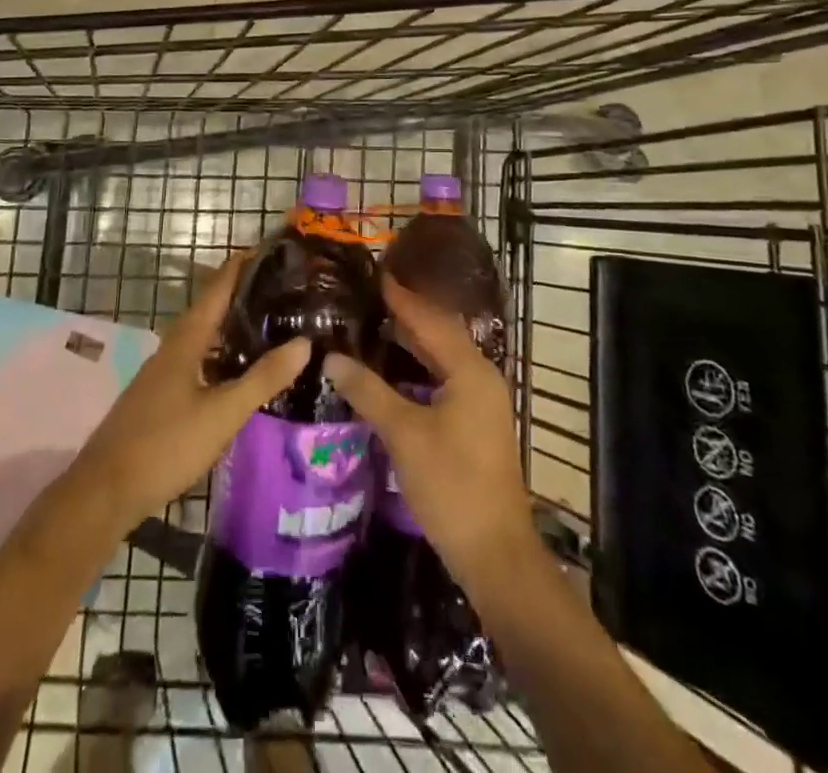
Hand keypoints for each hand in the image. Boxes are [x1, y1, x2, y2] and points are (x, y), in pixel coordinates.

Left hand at [73, 253, 309, 533]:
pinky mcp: (162, 395)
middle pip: (212, 308)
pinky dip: (223, 353)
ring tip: (271, 323)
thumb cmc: (165, 444)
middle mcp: (174, 346)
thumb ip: (263, 379)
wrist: (105, 490)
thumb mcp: (222, 414)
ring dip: (234, 325)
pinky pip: (200, 359)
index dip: (243, 265)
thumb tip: (305, 342)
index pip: (218, 287)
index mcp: (187, 339)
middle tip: (284, 288)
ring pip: (205, 336)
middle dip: (244, 293)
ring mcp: (165, 371)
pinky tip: (241, 370)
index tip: (274, 249)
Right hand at [325, 275, 534, 587]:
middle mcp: (480, 377)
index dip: (401, 297)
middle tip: (368, 296)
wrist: (495, 553)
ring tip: (374, 324)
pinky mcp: (474, 424)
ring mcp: (480, 402)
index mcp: (470, 370)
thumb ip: (368, 391)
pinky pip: (443, 380)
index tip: (375, 273)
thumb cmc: (452, 485)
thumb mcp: (404, 435)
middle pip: (439, 334)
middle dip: (406, 314)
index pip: (430, 319)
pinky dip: (418, 369)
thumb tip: (332, 357)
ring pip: (442, 359)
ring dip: (411, 342)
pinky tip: (391, 372)